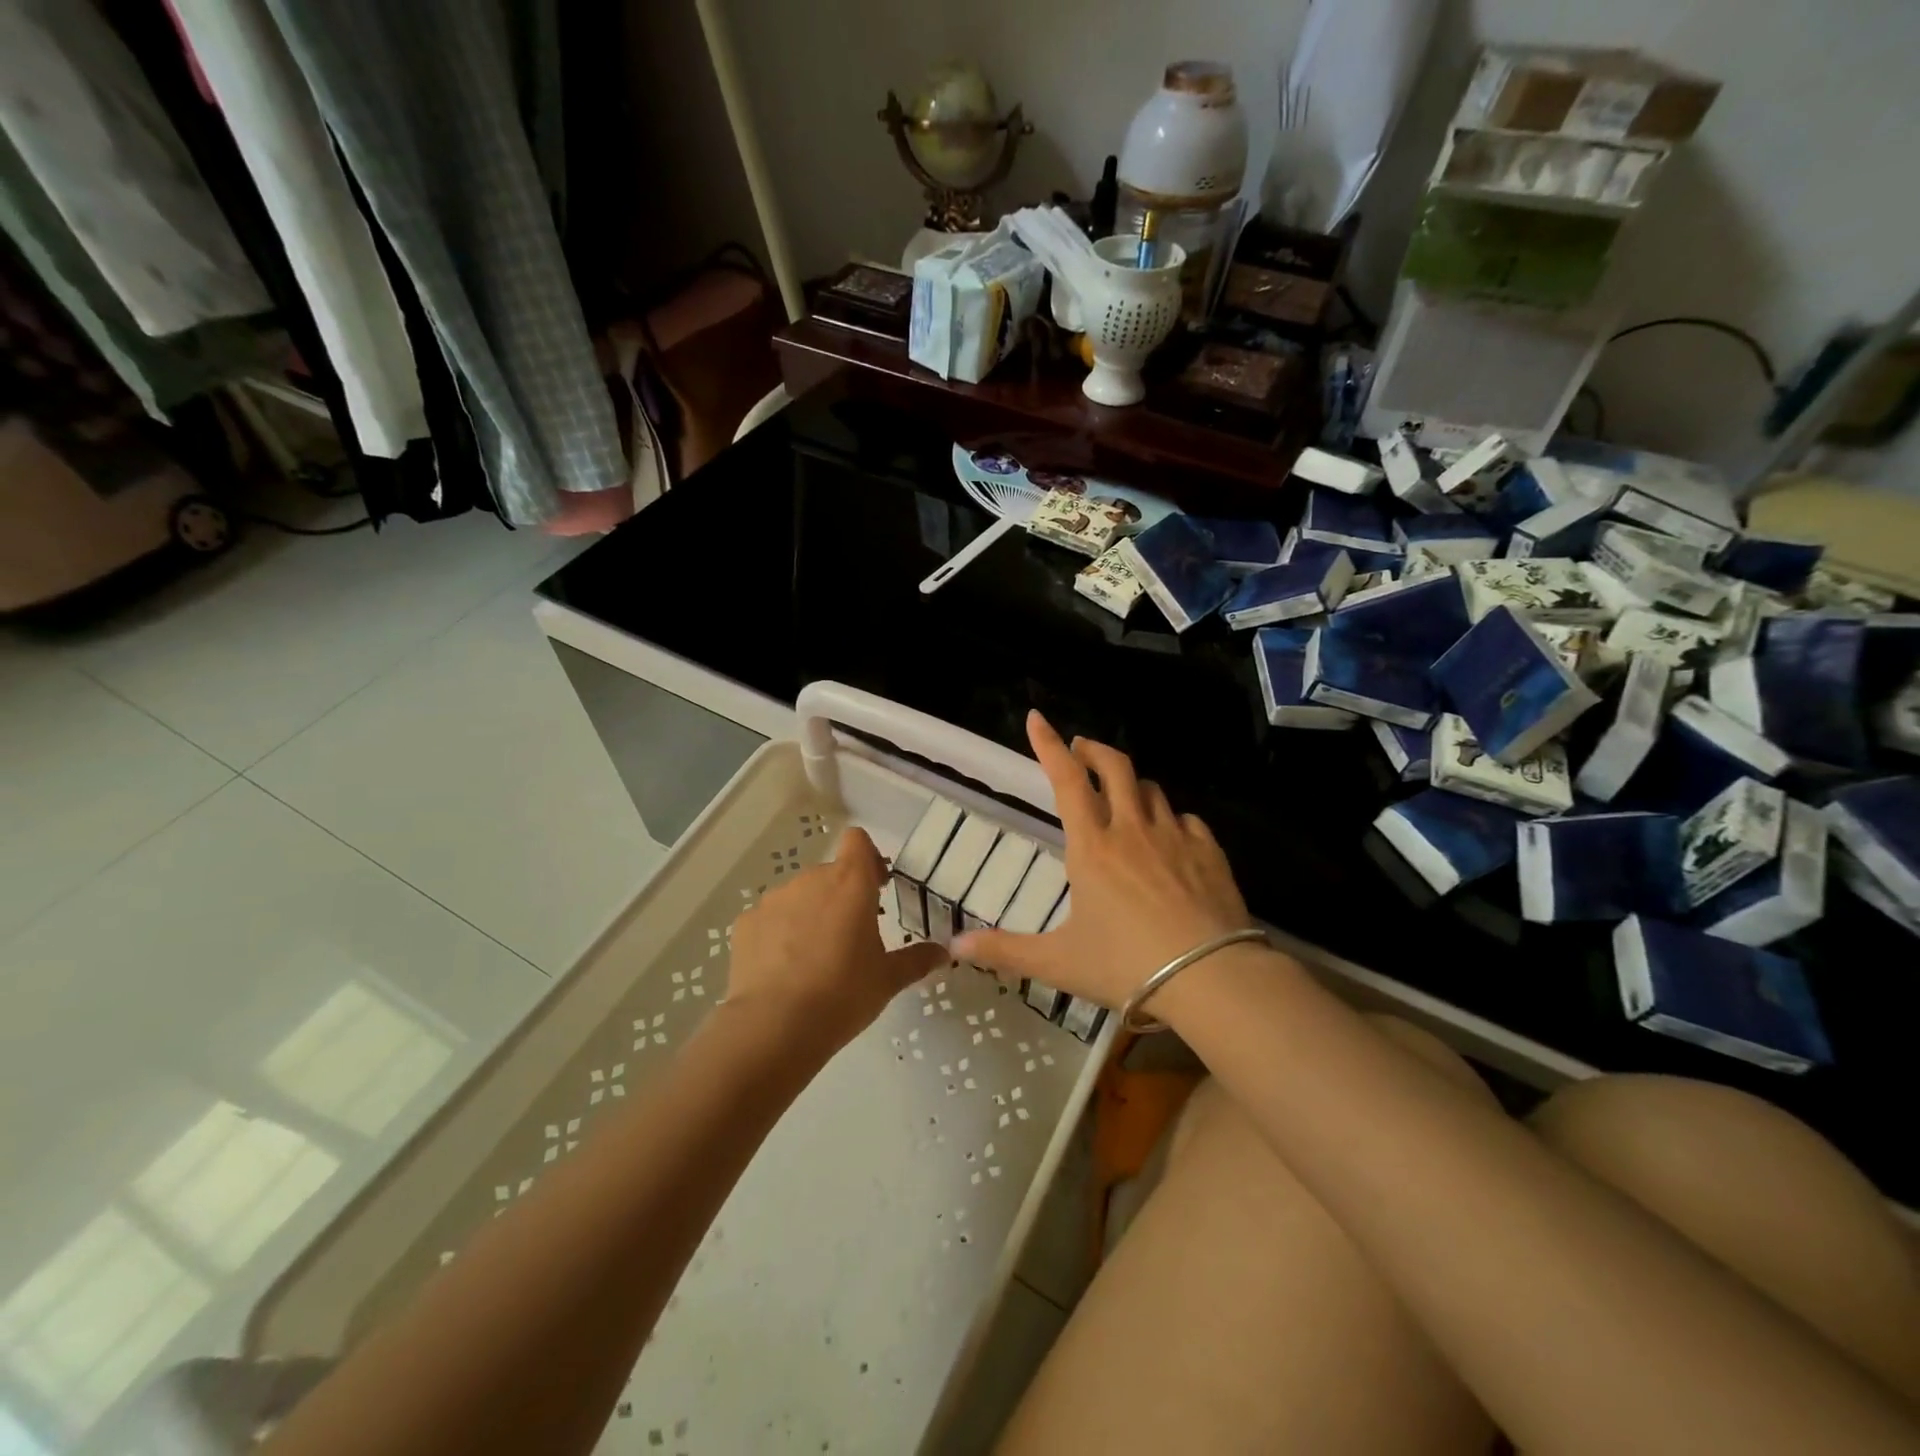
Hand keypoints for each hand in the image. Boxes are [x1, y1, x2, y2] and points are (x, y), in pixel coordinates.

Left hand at [726, 827, 946, 1051]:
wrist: (775, 1026)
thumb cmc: (844, 994)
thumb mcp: (888, 979)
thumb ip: (917, 960)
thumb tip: (944, 954)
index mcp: (851, 882)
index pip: (858, 841)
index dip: (868, 858)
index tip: (877, 888)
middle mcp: (811, 880)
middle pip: (830, 873)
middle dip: (842, 896)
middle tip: (851, 936)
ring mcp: (774, 900)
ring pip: (799, 896)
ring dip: (810, 914)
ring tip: (813, 958)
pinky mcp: (746, 923)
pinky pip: (770, 920)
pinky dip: (778, 935)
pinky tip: (782, 970)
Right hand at [954, 712, 1254, 1015]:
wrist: (1211, 978)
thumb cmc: (1126, 965)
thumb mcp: (1058, 962)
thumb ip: (1005, 951)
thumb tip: (955, 946)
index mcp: (1092, 847)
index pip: (1067, 780)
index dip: (1049, 746)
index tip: (1037, 719)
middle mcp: (1132, 830)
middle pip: (1115, 767)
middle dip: (1094, 750)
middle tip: (1082, 749)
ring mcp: (1175, 837)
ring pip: (1151, 790)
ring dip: (1132, 784)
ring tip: (1123, 796)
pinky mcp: (1209, 852)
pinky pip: (1187, 820)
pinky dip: (1171, 819)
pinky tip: (1170, 837)